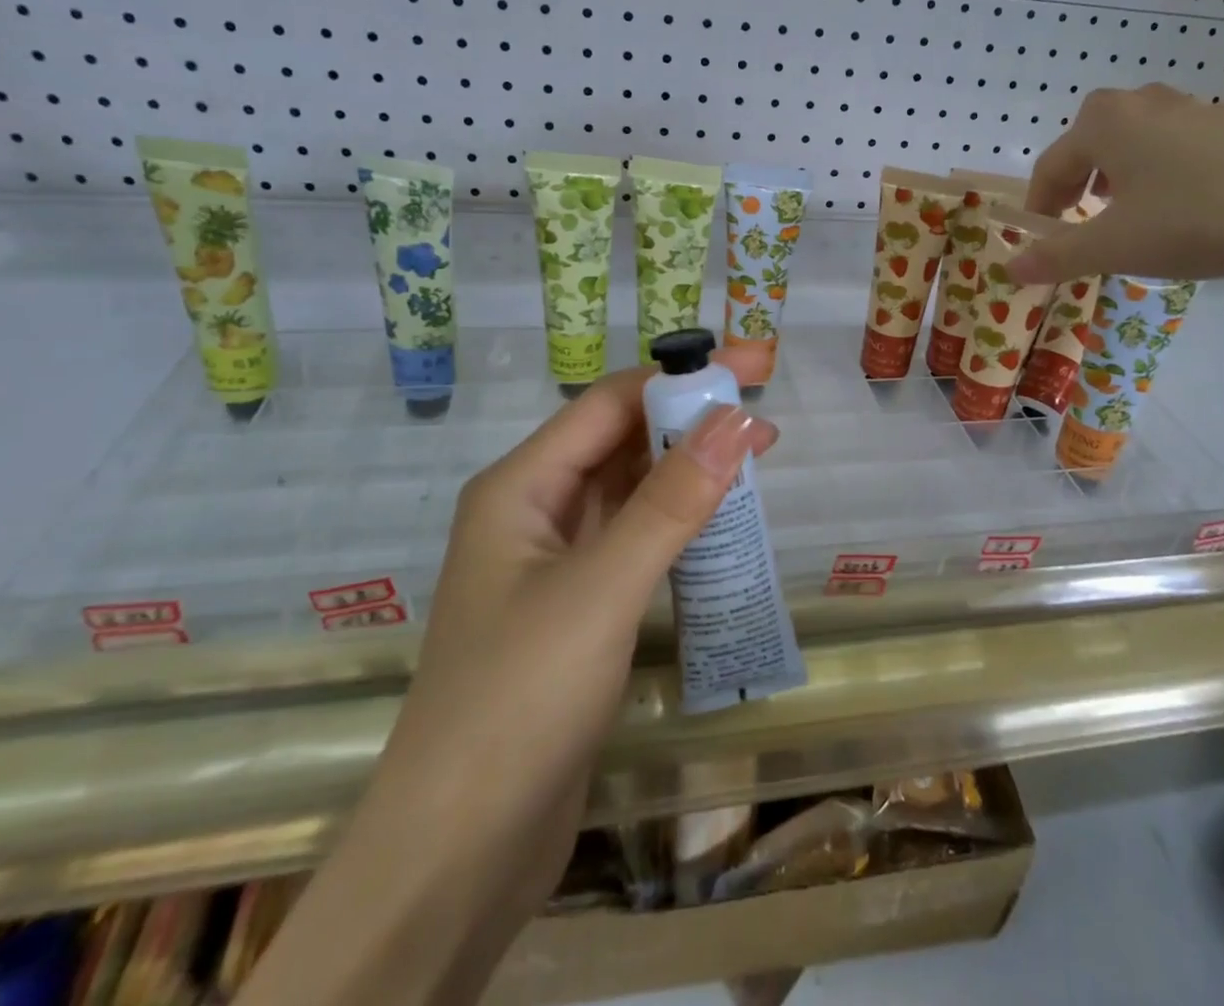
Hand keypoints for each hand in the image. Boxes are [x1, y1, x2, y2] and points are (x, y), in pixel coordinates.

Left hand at [376, 350, 779, 918]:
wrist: (458, 854)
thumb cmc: (519, 700)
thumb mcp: (603, 588)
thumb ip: (672, 501)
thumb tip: (737, 420)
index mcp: (520, 486)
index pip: (608, 404)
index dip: (677, 378)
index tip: (749, 370)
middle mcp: (533, 510)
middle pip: (619, 441)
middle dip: (688, 423)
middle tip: (765, 421)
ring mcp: (554, 561)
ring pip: (630, 491)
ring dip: (687, 473)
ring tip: (755, 463)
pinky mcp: (577, 606)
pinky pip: (634, 539)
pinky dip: (677, 523)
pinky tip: (720, 525)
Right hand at [1009, 84, 1223, 285]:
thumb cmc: (1191, 222)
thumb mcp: (1113, 247)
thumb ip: (1055, 255)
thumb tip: (1010, 267)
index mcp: (1102, 122)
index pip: (1050, 167)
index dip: (1039, 208)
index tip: (1040, 242)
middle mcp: (1139, 102)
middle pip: (1087, 147)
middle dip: (1075, 187)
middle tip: (1078, 225)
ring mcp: (1187, 108)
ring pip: (1129, 143)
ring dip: (1114, 178)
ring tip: (1123, 216)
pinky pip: (1169, 146)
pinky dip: (1155, 172)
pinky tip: (1176, 204)